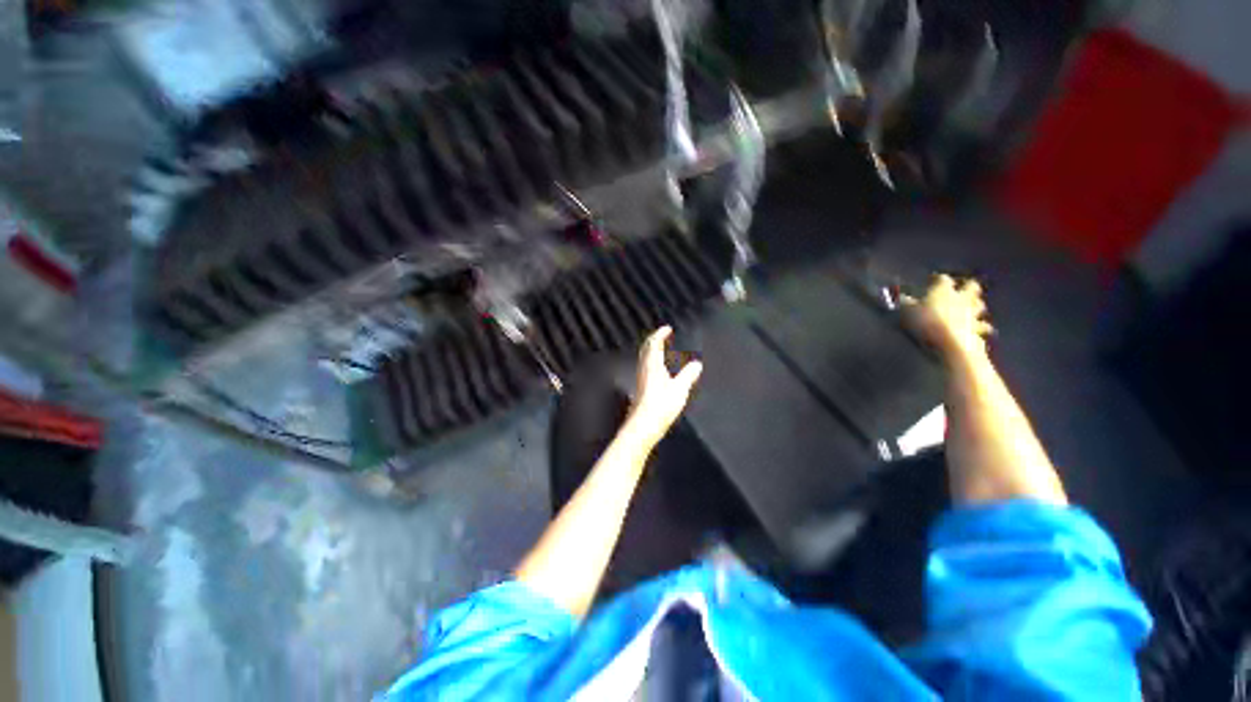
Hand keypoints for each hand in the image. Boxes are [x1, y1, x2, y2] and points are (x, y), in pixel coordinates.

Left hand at [624, 326, 702, 445]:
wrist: (643, 425)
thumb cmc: (661, 405)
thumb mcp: (680, 389)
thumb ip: (688, 375)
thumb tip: (697, 364)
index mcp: (652, 365)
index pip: (654, 343)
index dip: (659, 334)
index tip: (666, 328)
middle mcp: (644, 369)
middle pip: (646, 349)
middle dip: (654, 340)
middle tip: (662, 336)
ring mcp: (640, 378)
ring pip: (645, 358)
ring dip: (652, 350)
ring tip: (661, 350)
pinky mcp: (640, 388)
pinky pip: (646, 367)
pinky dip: (652, 361)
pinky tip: (658, 371)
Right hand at [903, 275, 993, 359]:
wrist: (949, 342)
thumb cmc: (926, 322)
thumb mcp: (907, 311)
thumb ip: (905, 303)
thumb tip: (900, 296)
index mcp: (944, 290)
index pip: (943, 279)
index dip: (938, 278)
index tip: (932, 279)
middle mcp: (961, 298)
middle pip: (971, 287)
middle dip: (968, 286)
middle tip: (963, 288)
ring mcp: (972, 313)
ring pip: (979, 305)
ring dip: (976, 305)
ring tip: (971, 308)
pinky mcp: (977, 329)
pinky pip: (983, 326)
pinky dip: (981, 326)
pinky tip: (977, 329)